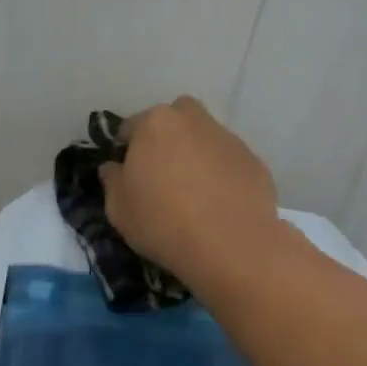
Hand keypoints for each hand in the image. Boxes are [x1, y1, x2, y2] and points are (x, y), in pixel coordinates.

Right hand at [98, 96, 282, 287]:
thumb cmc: (162, 222)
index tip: (127, 175)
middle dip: (166, 139)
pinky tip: (218, 205)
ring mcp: (228, 139)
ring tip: (193, 194)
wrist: (230, 245)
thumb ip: (112, 181)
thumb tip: (113, 167)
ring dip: (196, 156)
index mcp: (155, 124)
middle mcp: (194, 120)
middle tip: (162, 175)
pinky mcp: (254, 161)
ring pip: (204, 139)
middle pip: (175, 120)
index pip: (131, 127)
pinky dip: (221, 175)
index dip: (126, 151)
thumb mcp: (118, 209)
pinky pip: (228, 162)